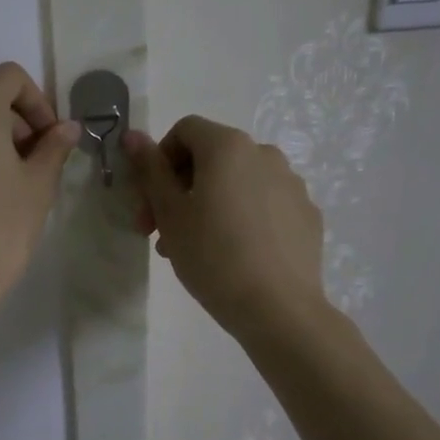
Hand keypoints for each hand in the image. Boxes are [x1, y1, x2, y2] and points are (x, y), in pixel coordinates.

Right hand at [125, 116, 326, 340]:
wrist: (278, 308)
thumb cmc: (212, 256)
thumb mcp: (170, 213)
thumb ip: (150, 169)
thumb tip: (132, 135)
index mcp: (228, 147)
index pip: (184, 131)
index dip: (159, 161)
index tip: (149, 202)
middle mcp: (264, 154)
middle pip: (211, 157)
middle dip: (180, 189)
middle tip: (160, 232)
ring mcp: (292, 184)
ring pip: (238, 183)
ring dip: (209, 204)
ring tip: (194, 248)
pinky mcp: (307, 214)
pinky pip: (264, 205)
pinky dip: (243, 218)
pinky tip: (235, 254)